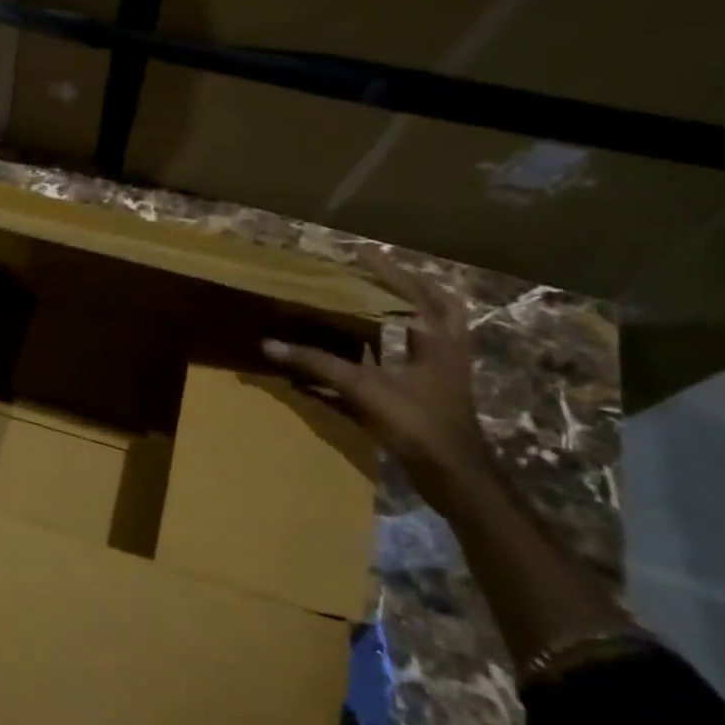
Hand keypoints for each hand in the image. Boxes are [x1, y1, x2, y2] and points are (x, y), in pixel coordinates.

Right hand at [262, 251, 496, 505]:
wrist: (454, 473)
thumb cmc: (415, 422)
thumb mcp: (362, 389)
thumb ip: (317, 364)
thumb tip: (270, 344)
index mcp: (436, 337)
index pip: (411, 291)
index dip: (386, 270)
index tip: (361, 251)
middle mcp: (447, 348)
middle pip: (441, 304)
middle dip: (414, 286)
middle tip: (384, 275)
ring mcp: (448, 371)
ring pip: (439, 330)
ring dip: (415, 313)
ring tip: (385, 303)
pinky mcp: (441, 392)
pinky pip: (427, 354)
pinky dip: (407, 343)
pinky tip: (382, 350)